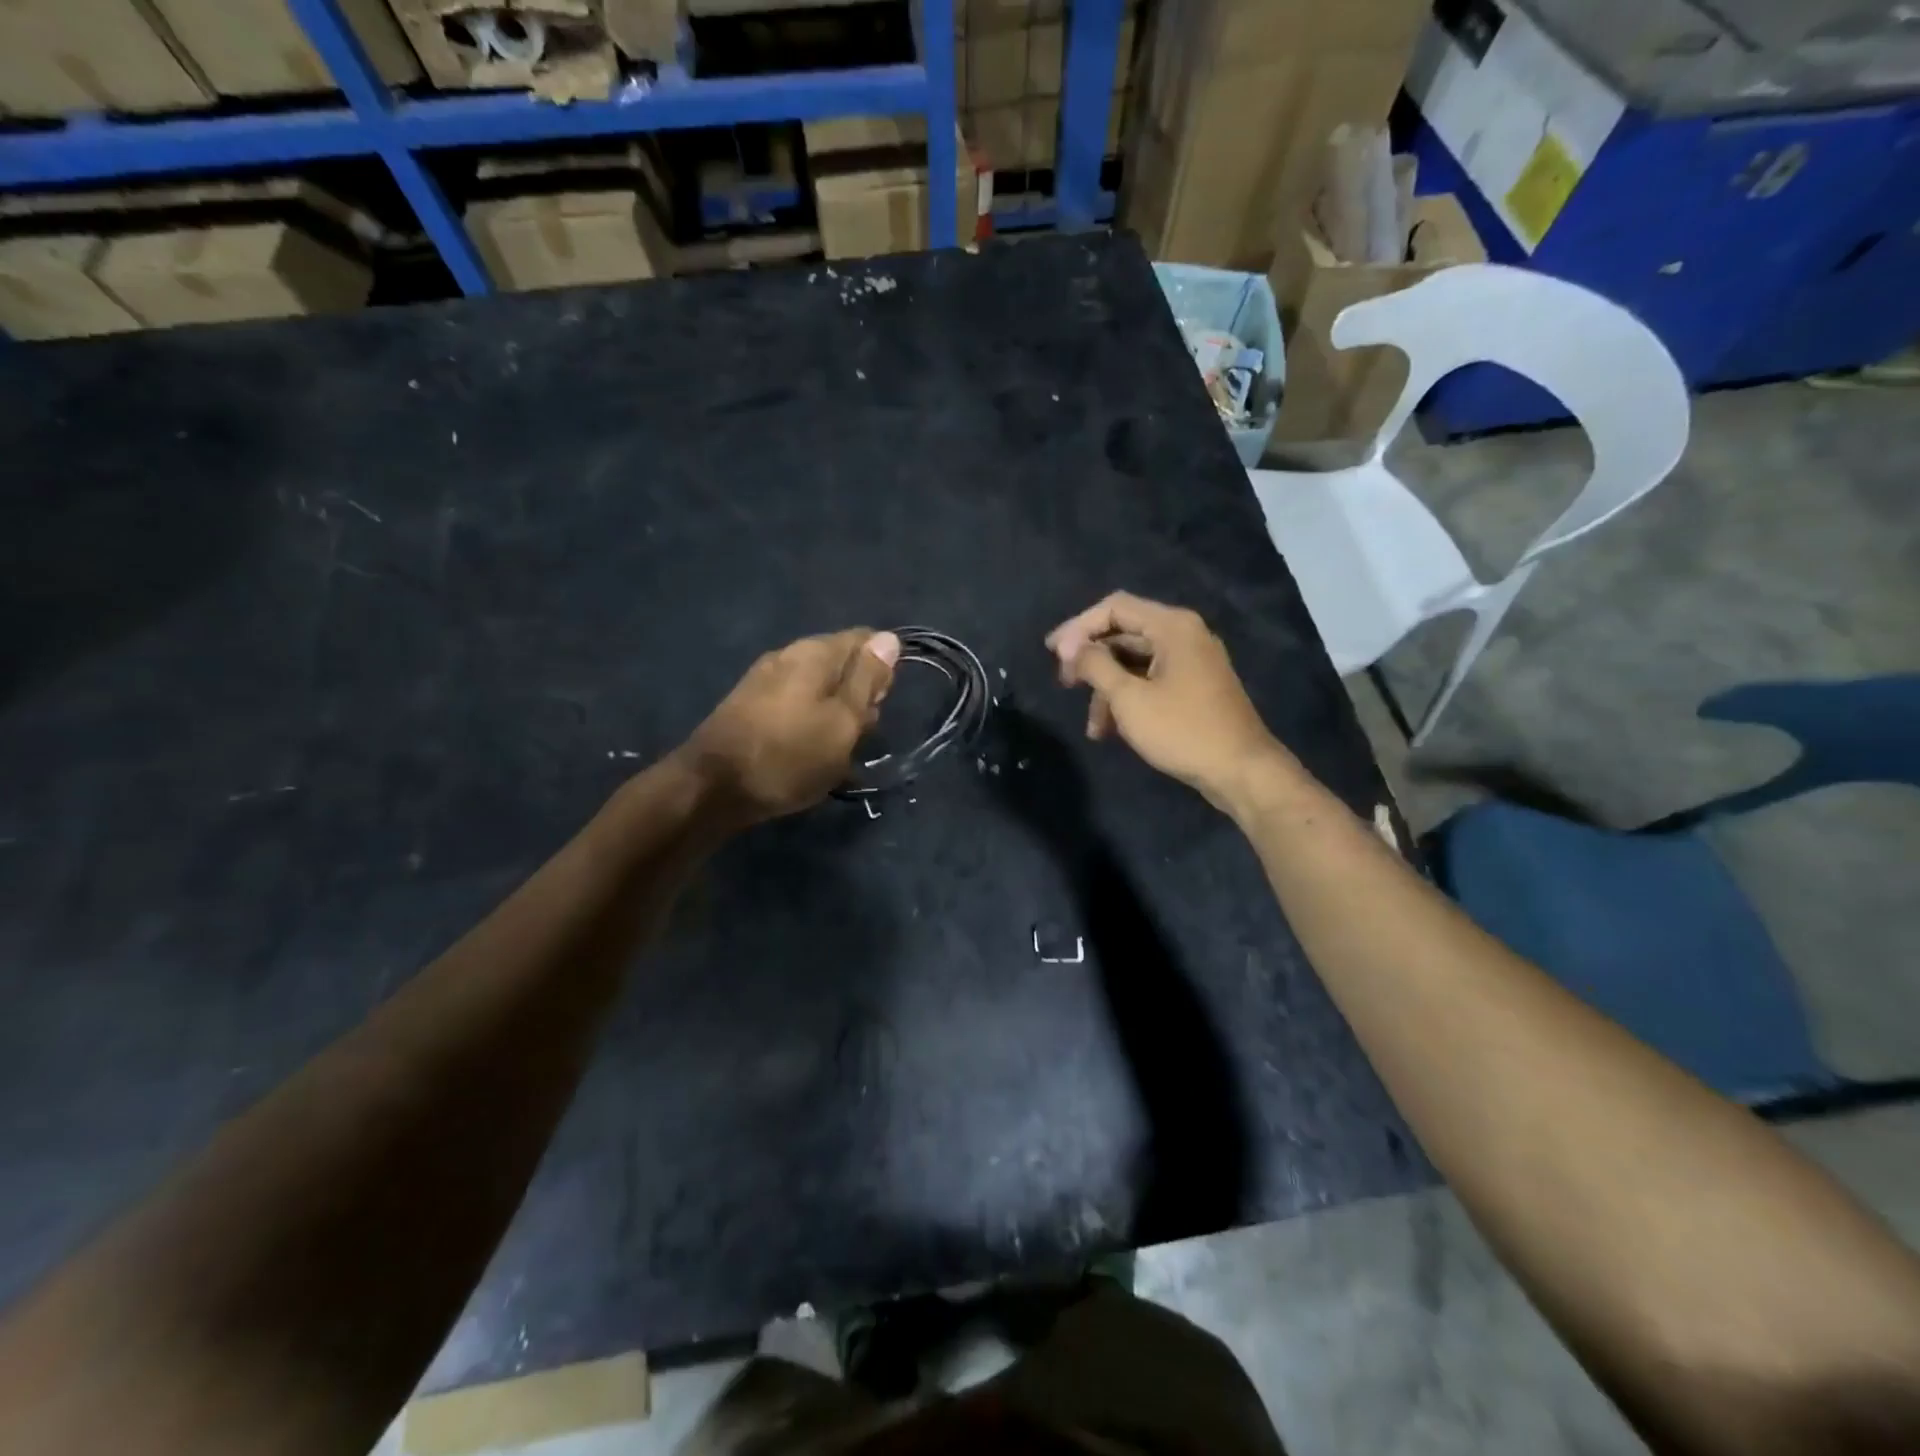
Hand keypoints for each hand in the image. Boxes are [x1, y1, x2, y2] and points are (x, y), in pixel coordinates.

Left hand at [679, 629, 899, 825]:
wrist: (711, 789)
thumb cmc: (790, 756)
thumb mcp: (843, 721)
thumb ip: (867, 679)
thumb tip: (888, 638)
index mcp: (815, 651)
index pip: (865, 639)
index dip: (883, 670)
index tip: (881, 705)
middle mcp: (788, 655)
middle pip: (841, 664)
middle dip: (859, 696)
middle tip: (857, 735)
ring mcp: (764, 679)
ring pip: (818, 688)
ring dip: (835, 715)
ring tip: (835, 752)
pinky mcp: (749, 706)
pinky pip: (796, 705)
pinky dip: (810, 724)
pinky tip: (808, 752)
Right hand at [1046, 592, 1288, 811]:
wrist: (1241, 770)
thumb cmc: (1182, 730)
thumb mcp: (1129, 698)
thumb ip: (1096, 666)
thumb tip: (1072, 647)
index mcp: (1171, 626)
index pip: (1114, 608)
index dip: (1078, 628)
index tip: (1053, 655)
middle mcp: (1183, 635)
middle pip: (1124, 634)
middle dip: (1091, 661)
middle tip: (1065, 684)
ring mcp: (1191, 661)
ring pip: (1135, 663)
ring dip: (1107, 689)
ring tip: (1092, 727)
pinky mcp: (1194, 687)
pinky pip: (1151, 681)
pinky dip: (1128, 699)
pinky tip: (1112, 730)